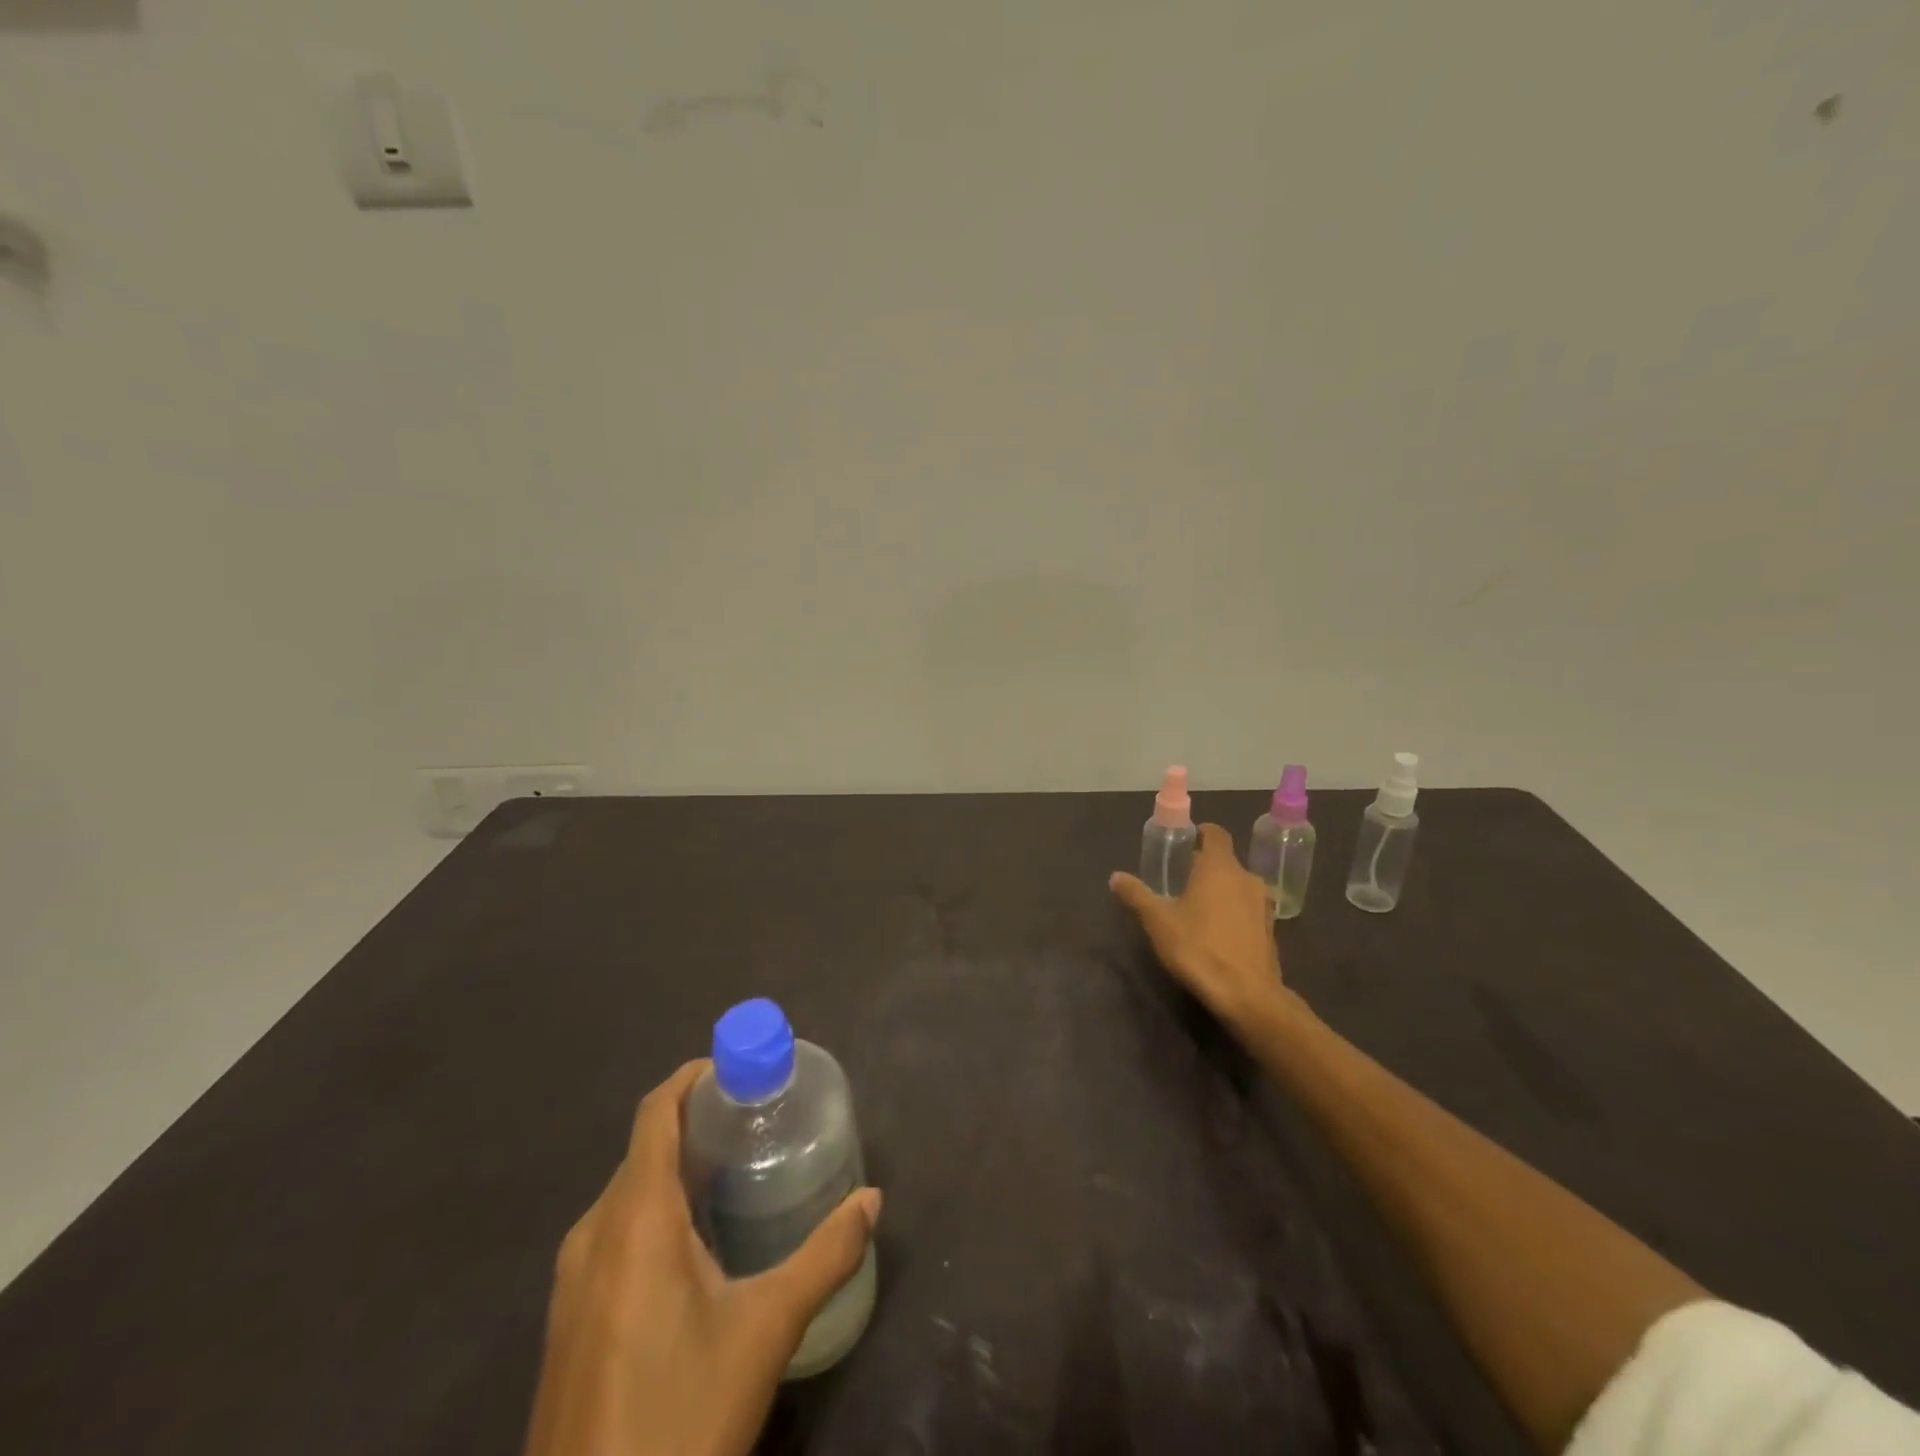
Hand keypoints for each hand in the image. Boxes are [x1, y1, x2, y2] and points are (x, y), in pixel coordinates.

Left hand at [525, 1061, 881, 1455]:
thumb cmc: (680, 1417)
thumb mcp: (766, 1330)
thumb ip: (826, 1255)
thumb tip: (873, 1200)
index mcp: (634, 1218)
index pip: (657, 1111)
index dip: (695, 1078)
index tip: (743, 1071)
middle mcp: (594, 1233)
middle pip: (646, 1147)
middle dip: (699, 1122)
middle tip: (759, 1121)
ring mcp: (572, 1280)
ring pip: (630, 1192)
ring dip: (678, 1167)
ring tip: (737, 1171)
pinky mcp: (569, 1319)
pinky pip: (615, 1232)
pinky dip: (657, 1209)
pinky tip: (698, 1243)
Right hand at [1110, 822, 1289, 1032]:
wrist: (1247, 995)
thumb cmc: (1198, 948)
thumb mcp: (1158, 921)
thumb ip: (1137, 895)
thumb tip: (1116, 877)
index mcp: (1219, 867)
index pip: (1216, 834)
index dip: (1202, 833)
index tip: (1186, 840)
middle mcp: (1246, 878)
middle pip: (1225, 861)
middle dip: (1204, 866)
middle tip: (1181, 879)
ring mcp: (1262, 904)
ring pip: (1238, 885)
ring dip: (1221, 890)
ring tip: (1198, 907)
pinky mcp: (1270, 929)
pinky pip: (1248, 908)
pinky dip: (1234, 911)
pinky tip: (1217, 931)